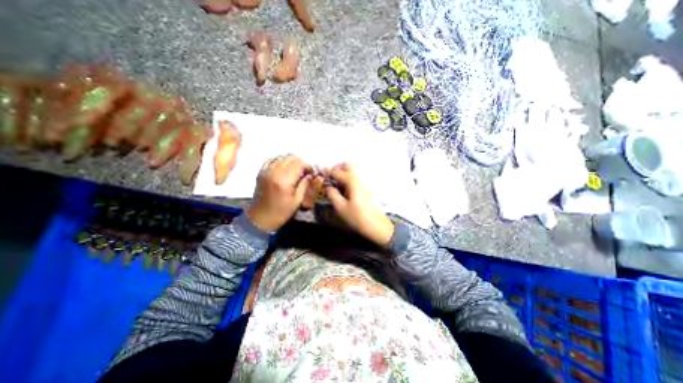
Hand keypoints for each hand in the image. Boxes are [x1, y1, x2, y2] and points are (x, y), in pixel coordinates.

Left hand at [247, 154, 310, 231]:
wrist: (260, 217)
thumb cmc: (281, 212)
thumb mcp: (297, 200)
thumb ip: (305, 184)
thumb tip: (310, 174)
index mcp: (284, 180)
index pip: (299, 163)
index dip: (308, 166)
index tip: (311, 173)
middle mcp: (274, 172)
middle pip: (291, 157)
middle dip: (300, 163)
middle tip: (304, 172)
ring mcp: (266, 170)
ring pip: (282, 156)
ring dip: (291, 161)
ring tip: (295, 171)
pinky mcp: (261, 171)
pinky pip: (273, 159)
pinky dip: (281, 161)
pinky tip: (284, 169)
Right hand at [326, 163, 394, 246]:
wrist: (377, 225)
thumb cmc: (358, 217)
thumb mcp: (341, 207)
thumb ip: (332, 194)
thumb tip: (328, 187)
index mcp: (353, 181)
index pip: (338, 172)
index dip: (328, 173)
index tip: (322, 175)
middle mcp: (361, 178)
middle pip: (349, 165)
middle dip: (338, 168)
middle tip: (331, 176)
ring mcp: (367, 182)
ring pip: (355, 170)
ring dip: (345, 172)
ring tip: (337, 181)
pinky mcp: (369, 188)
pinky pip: (359, 177)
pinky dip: (351, 177)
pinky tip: (346, 187)